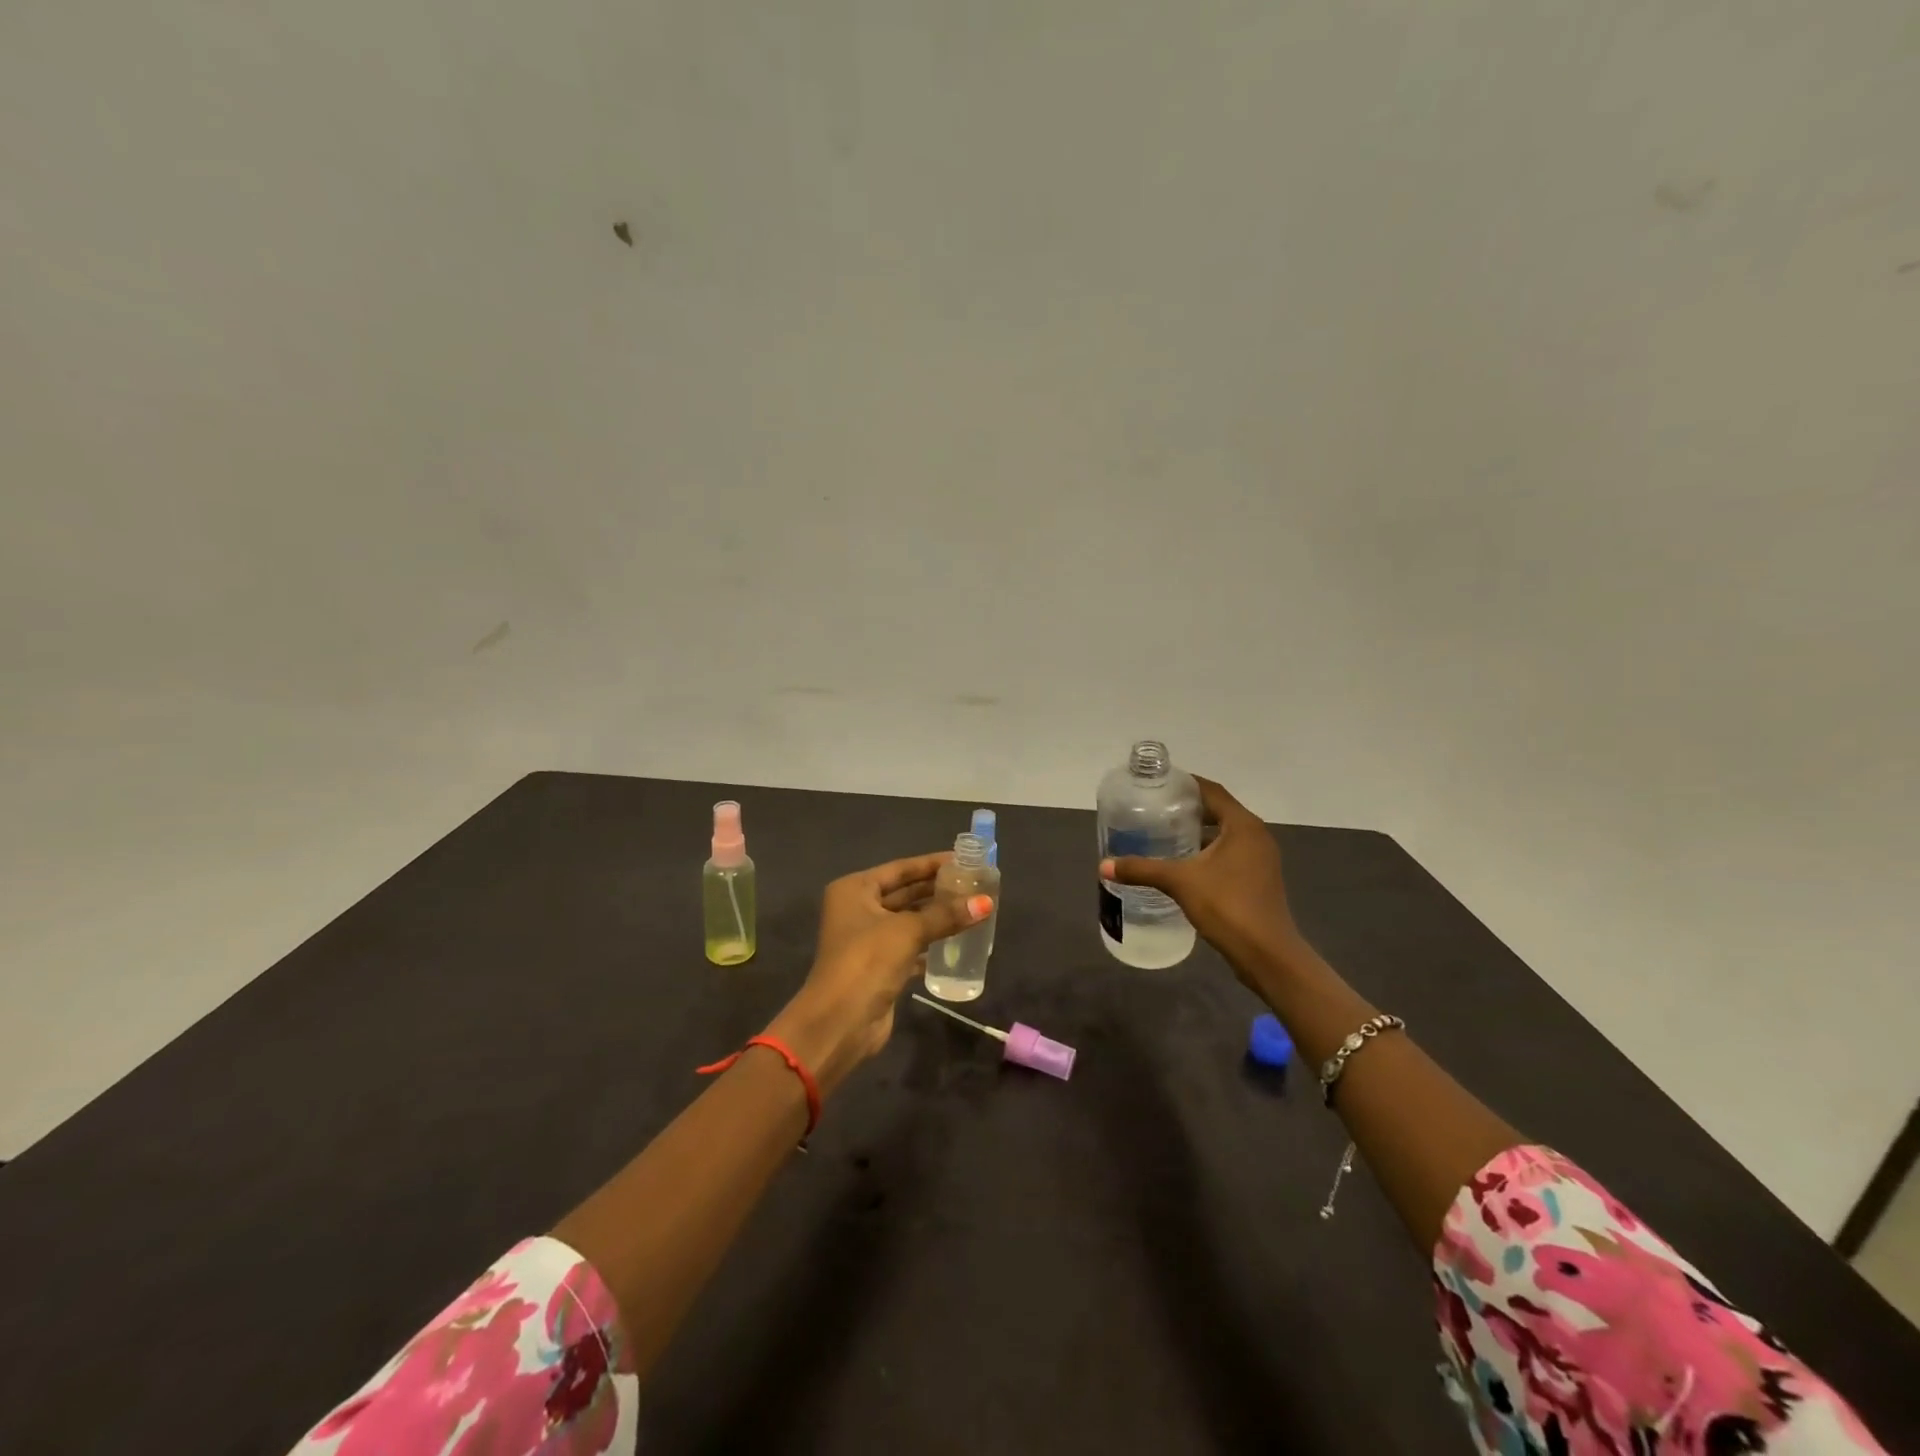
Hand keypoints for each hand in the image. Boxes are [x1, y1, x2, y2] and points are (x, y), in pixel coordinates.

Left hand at [767, 852, 991, 1096]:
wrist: (841, 1021)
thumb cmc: (868, 960)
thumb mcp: (908, 930)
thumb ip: (946, 915)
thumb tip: (986, 902)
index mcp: (854, 889)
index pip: (900, 868)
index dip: (931, 863)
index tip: (964, 859)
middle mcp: (858, 909)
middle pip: (904, 893)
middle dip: (937, 890)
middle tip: (975, 885)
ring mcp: (867, 940)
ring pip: (909, 921)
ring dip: (937, 917)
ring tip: (972, 908)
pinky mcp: (879, 966)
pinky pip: (910, 946)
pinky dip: (931, 943)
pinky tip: (959, 941)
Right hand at [1100, 775, 1299, 977]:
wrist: (1267, 955)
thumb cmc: (1227, 906)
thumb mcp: (1179, 882)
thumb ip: (1142, 870)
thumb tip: (1104, 865)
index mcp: (1243, 825)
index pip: (1212, 791)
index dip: (1185, 784)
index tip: (1158, 784)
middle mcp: (1256, 836)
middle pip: (1218, 811)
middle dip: (1187, 809)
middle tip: (1154, 809)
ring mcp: (1260, 859)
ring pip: (1224, 834)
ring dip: (1197, 832)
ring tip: (1163, 834)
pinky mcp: (1258, 880)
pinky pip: (1229, 854)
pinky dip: (1207, 852)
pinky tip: (1182, 864)